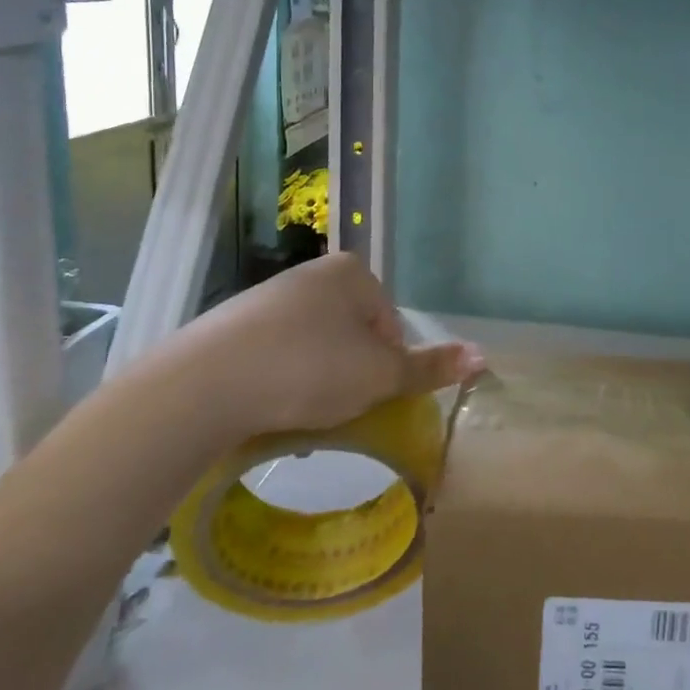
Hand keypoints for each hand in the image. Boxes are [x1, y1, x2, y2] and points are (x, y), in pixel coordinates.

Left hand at [142, 253, 482, 441]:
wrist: (205, 384)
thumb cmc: (310, 368)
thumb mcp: (380, 375)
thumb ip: (430, 367)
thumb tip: (484, 356)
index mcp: (352, 273)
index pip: (390, 324)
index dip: (387, 366)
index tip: (368, 397)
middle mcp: (311, 275)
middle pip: (351, 335)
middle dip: (350, 374)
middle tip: (337, 411)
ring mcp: (266, 298)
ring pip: (312, 348)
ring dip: (316, 382)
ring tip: (301, 416)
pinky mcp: (230, 327)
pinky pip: (274, 357)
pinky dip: (279, 383)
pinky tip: (269, 410)